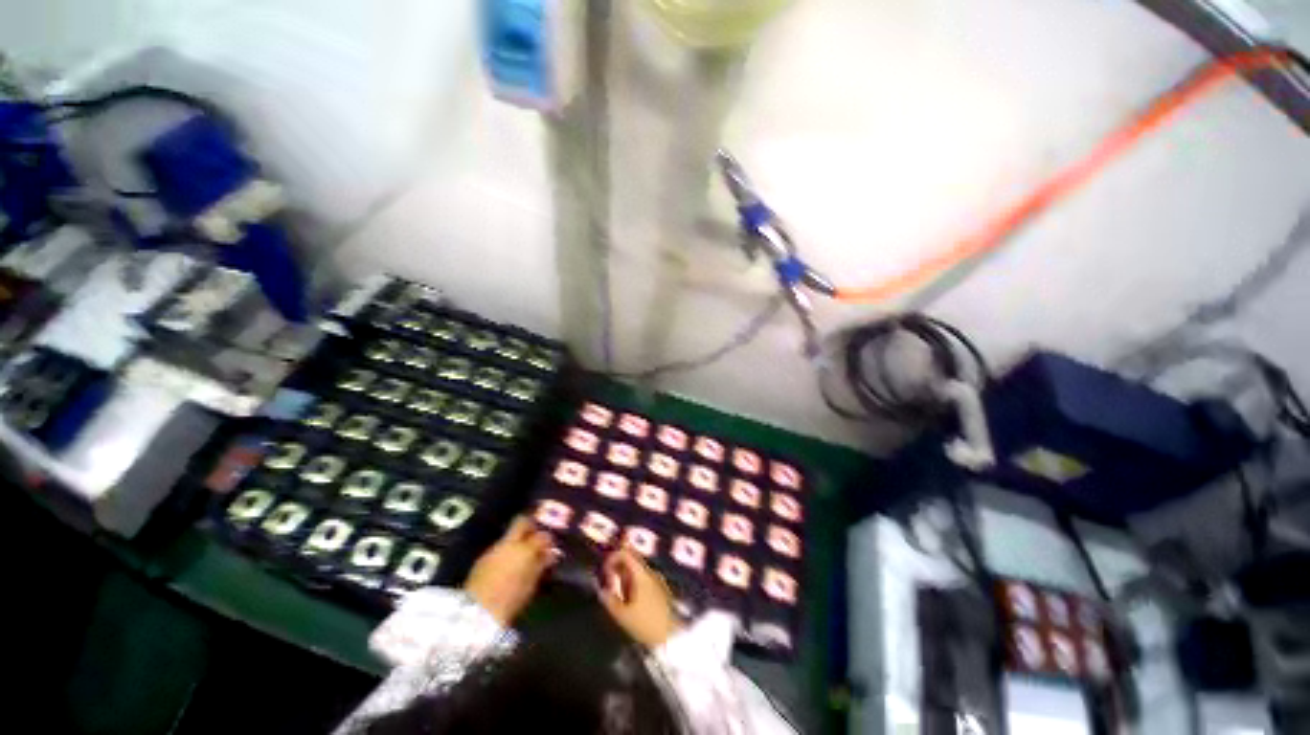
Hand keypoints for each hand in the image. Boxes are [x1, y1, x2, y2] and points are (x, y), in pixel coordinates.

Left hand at [464, 516, 556, 625]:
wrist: (477, 612)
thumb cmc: (510, 600)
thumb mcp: (531, 584)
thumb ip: (541, 565)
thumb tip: (550, 554)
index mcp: (525, 549)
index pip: (542, 535)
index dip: (547, 539)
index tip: (549, 546)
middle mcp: (510, 543)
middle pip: (521, 523)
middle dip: (530, 527)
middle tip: (535, 538)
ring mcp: (494, 549)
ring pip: (509, 536)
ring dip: (516, 541)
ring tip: (521, 555)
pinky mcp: (482, 559)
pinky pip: (498, 548)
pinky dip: (505, 552)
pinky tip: (507, 564)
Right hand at [599, 549, 680, 648]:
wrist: (673, 636)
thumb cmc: (646, 624)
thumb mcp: (623, 615)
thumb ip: (610, 601)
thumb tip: (602, 591)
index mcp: (640, 574)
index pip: (626, 554)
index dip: (612, 557)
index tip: (603, 570)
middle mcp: (650, 572)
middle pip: (632, 560)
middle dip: (618, 565)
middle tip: (607, 577)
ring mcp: (656, 580)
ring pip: (637, 570)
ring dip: (624, 575)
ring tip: (615, 589)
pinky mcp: (660, 590)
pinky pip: (643, 579)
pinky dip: (632, 582)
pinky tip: (628, 597)